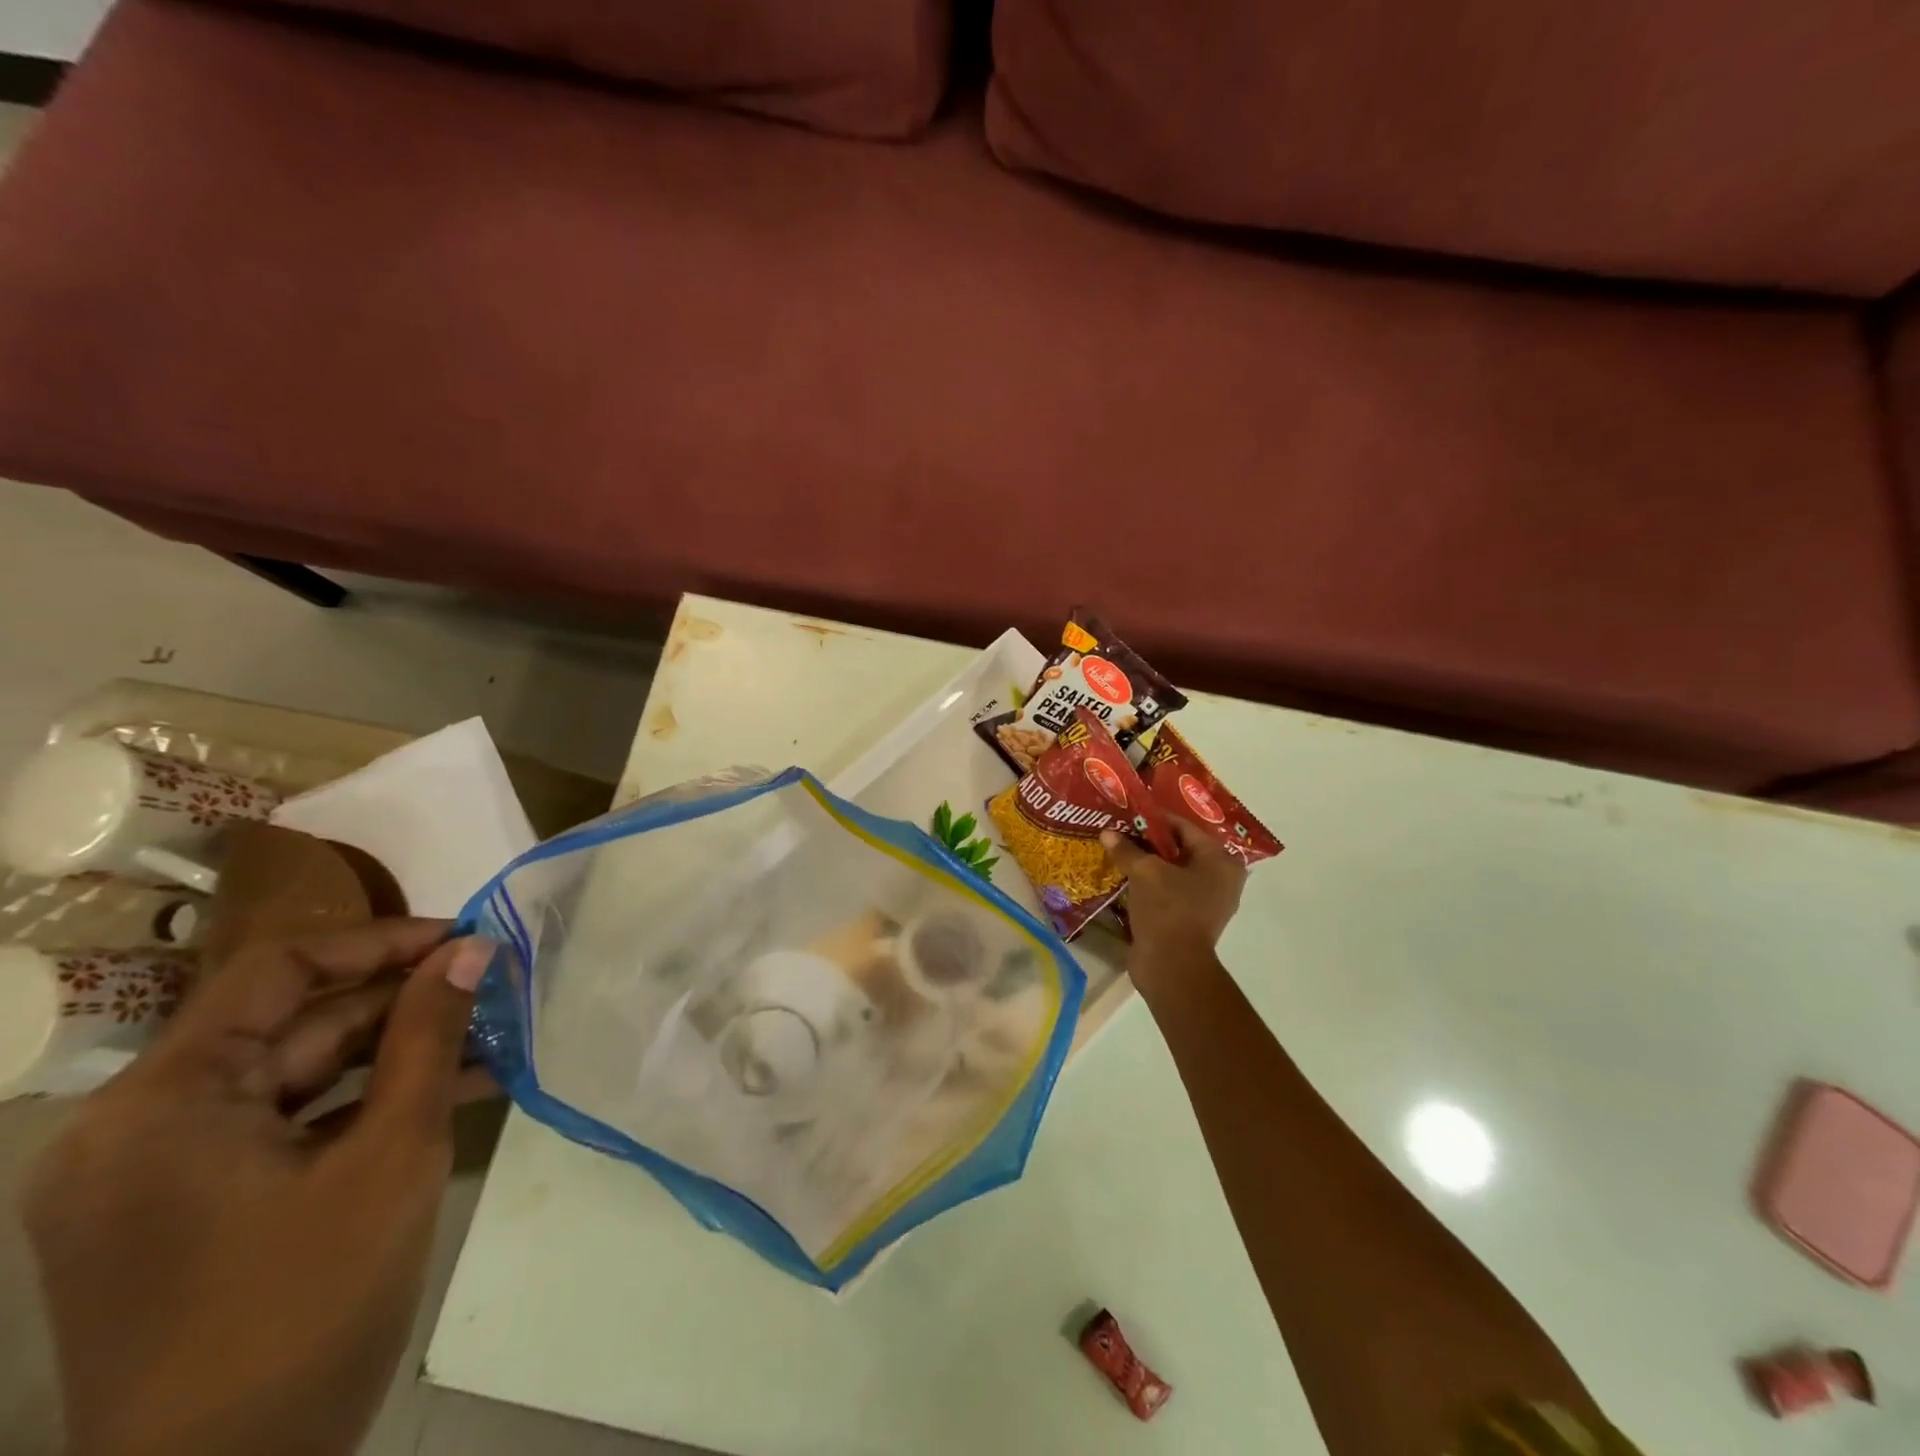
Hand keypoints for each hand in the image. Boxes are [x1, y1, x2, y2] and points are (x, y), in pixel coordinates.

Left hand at [25, 920, 493, 1455]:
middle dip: (401, 1002)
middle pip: (290, 1024)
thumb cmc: (308, 1302)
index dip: (379, 942)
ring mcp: (159, 1174)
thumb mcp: (392, 1152)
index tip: (465, 939)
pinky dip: (366, 1102)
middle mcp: (138, 1127)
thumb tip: (473, 949)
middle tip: (495, 983)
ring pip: (298, 1075)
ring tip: (490, 1030)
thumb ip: (430, 1036)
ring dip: (395, 1051)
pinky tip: (452, 1087)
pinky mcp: (192, 1209)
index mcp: (160, 1104)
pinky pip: (289, 1126)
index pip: (277, 972)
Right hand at [1102, 818, 1246, 996]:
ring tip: (1118, 851)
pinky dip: (1149, 884)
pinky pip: (1168, 891)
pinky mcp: (1189, 919)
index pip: (1184, 827)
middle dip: (1149, 841)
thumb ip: (1127, 850)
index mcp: (1220, 861)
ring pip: (1172, 871)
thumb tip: (1107, 832)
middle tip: (1120, 831)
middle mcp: (1220, 878)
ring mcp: (1206, 901)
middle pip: (1179, 849)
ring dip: (1147, 864)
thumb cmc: (1168, 910)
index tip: (1128, 813)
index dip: (1154, 819)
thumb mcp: (1145, 873)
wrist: (1172, 967)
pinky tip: (1125, 878)